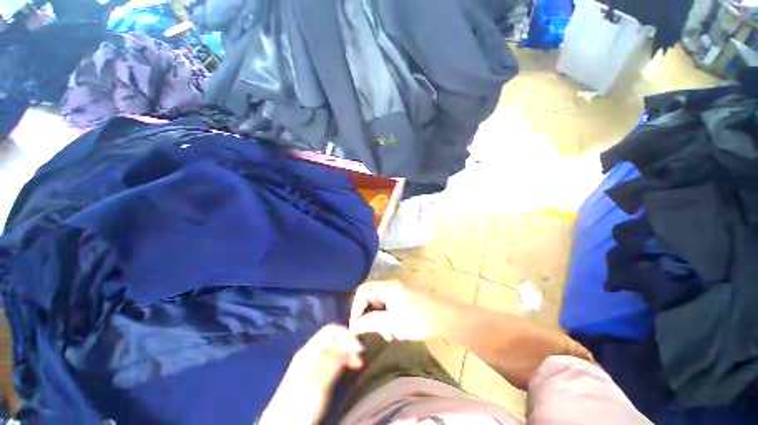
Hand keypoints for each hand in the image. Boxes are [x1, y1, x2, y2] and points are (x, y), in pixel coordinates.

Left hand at [259, 325, 363, 424]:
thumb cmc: (299, 405)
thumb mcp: (318, 383)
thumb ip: (332, 361)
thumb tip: (349, 343)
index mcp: (309, 351)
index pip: (331, 331)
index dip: (347, 335)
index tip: (359, 349)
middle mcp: (309, 353)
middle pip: (333, 339)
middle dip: (348, 344)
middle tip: (359, 360)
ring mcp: (310, 363)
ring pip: (333, 349)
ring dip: (346, 353)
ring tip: (356, 365)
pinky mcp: (312, 374)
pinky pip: (331, 359)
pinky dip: (341, 360)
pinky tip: (346, 369)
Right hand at [349, 280, 445, 340]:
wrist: (447, 318)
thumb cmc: (419, 320)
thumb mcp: (392, 323)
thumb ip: (371, 323)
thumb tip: (354, 326)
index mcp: (387, 287)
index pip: (362, 291)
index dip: (356, 307)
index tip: (357, 327)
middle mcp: (392, 285)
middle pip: (371, 296)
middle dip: (369, 315)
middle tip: (373, 332)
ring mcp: (400, 290)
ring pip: (381, 302)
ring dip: (379, 318)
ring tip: (388, 334)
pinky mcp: (406, 297)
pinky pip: (390, 304)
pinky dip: (388, 317)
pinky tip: (396, 330)